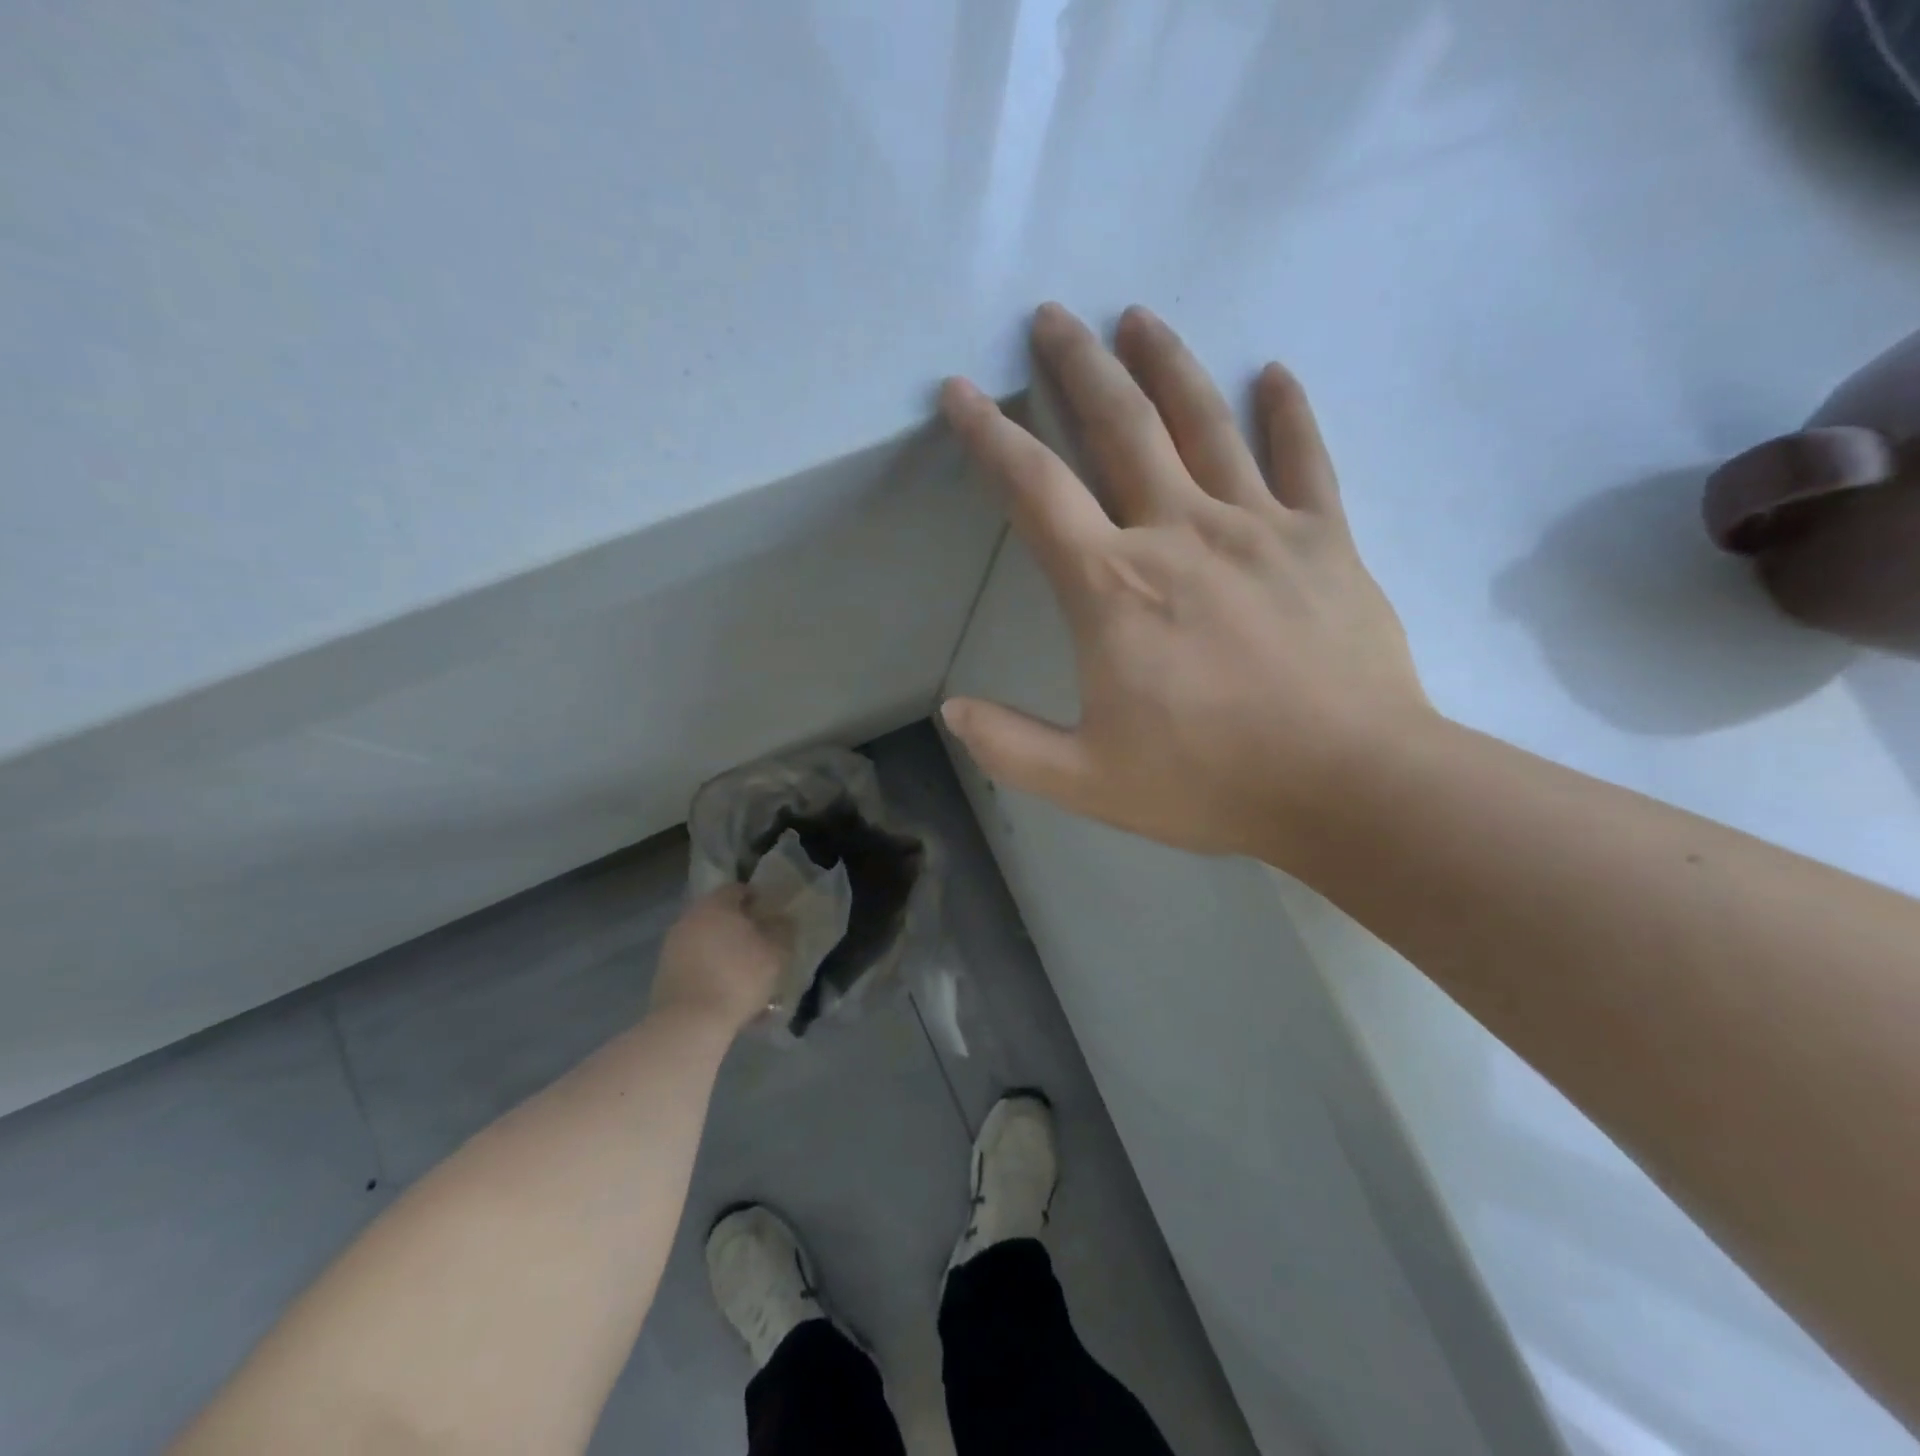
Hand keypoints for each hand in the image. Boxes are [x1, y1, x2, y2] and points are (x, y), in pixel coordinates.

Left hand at [651, 886, 788, 1034]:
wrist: (689, 1023)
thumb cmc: (738, 977)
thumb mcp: (776, 953)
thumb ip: (782, 931)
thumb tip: (781, 920)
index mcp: (715, 905)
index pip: (737, 890)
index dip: (757, 899)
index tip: (772, 917)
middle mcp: (689, 919)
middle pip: (719, 916)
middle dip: (740, 928)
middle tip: (761, 946)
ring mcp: (672, 947)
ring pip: (707, 943)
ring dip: (725, 953)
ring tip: (747, 976)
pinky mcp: (664, 975)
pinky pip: (696, 966)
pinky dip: (712, 973)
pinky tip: (728, 995)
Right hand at [938, 303, 1432, 863]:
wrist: (1350, 785)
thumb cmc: (1211, 782)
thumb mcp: (1088, 780)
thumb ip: (1011, 745)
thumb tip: (954, 712)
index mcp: (1113, 587)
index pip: (1035, 489)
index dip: (989, 435)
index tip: (960, 391)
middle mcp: (1179, 534)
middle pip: (1120, 427)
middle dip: (1078, 366)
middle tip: (1053, 315)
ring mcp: (1259, 528)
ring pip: (1205, 423)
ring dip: (1167, 364)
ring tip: (1140, 316)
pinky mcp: (1325, 540)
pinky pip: (1305, 459)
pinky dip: (1288, 413)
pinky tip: (1275, 374)